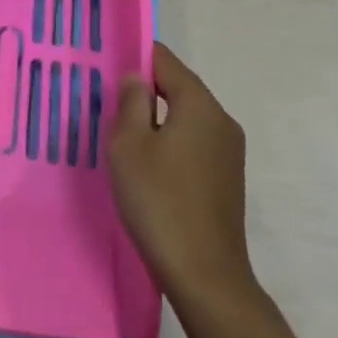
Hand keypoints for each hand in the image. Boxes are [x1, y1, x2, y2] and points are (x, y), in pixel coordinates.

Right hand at [109, 41, 255, 302]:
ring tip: (126, 139)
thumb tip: (136, 77)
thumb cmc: (160, 202)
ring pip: (186, 116)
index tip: (108, 70)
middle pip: (178, 86)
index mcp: (199, 103)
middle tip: (110, 106)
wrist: (207, 280)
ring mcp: (229, 151)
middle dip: (145, 91)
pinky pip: (195, 143)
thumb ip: (131, 101)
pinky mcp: (229, 179)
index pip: (164, 60)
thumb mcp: (129, 145)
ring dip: (158, 120)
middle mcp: (221, 119)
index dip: (135, 58)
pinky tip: (151, 168)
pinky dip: (173, 144)